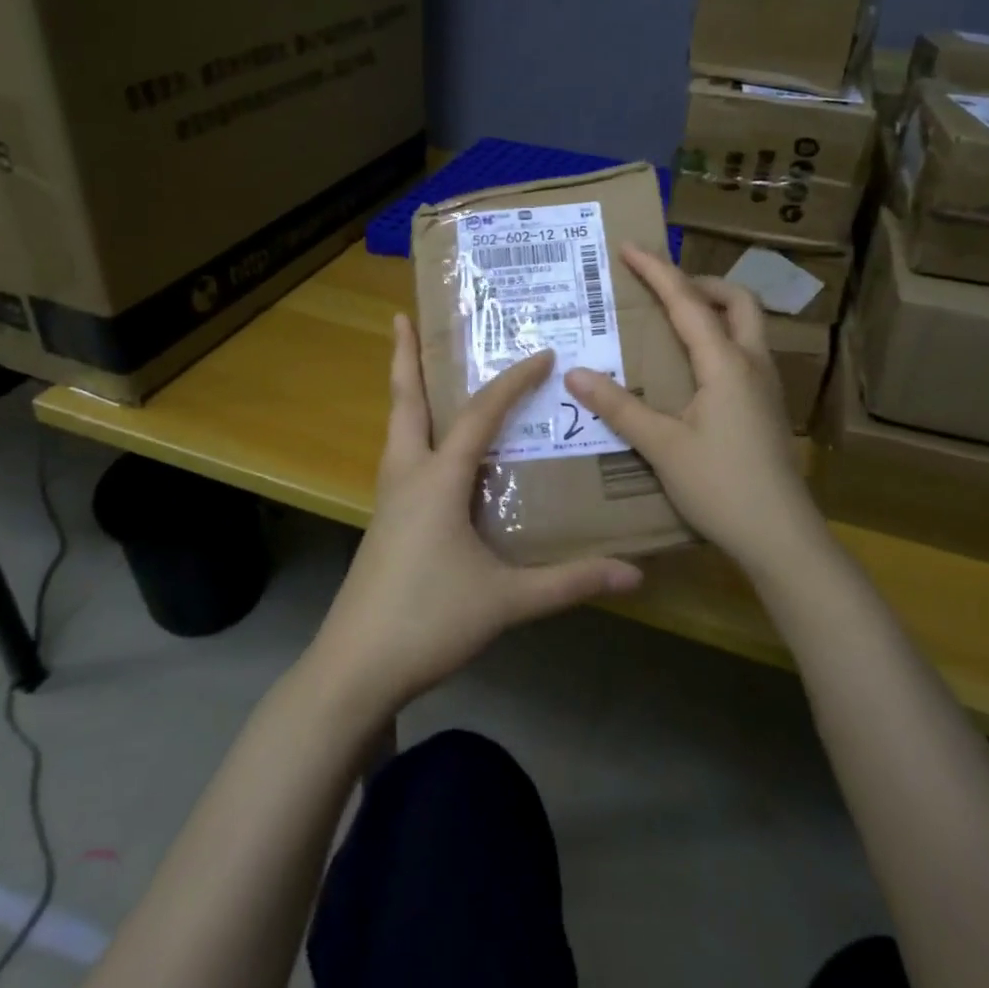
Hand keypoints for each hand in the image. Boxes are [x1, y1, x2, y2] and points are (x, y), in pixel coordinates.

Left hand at [310, 313, 643, 711]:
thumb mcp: (506, 601)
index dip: (512, 381)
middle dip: (404, 358)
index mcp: (437, 480)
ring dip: (406, 393)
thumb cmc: (428, 621)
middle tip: (402, 318)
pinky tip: (432, 451)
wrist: (354, 669)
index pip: (479, 415)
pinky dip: (413, 433)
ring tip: (417, 369)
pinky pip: (400, 459)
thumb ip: (569, 583)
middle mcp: (408, 477)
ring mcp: (389, 501)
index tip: (542, 354)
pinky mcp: (384, 524)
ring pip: (397, 429)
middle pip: (405, 403)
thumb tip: (634, 573)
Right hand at [563, 245, 830, 576]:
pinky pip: (745, 355)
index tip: (630, 246)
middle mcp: (753, 364)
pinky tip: (694, 372)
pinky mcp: (768, 409)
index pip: (687, 302)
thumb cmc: (721, 487)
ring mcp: (767, 387)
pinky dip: (719, 341)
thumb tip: (575, 373)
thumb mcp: (663, 446)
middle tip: (662, 291)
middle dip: (700, 284)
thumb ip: (620, 407)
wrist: (781, 537)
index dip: (657, 270)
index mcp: (726, 363)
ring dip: (714, 311)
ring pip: (747, 327)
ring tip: (673, 324)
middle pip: (737, 301)